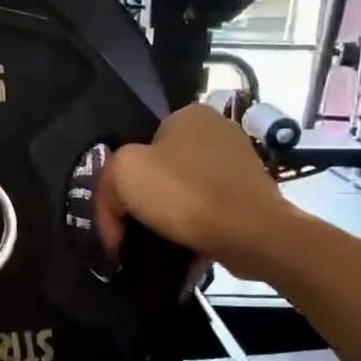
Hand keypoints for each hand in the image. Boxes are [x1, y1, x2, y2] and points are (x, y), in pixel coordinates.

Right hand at [96, 102, 299, 277]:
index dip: (121, 179)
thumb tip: (115, 209)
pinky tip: (183, 246)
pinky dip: (193, 225)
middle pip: (161, 167)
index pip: (139, 143)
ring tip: (155, 241)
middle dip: (144, 197)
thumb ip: (106, 183)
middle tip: (130, 227)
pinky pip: (209, 208)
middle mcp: (218, 129)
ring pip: (185, 189)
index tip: (116, 212)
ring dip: (168, 214)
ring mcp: (240, 162)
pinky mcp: (253, 194)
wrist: (253, 235)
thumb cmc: (184, 193)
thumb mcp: (122, 174)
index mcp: (188, 114)